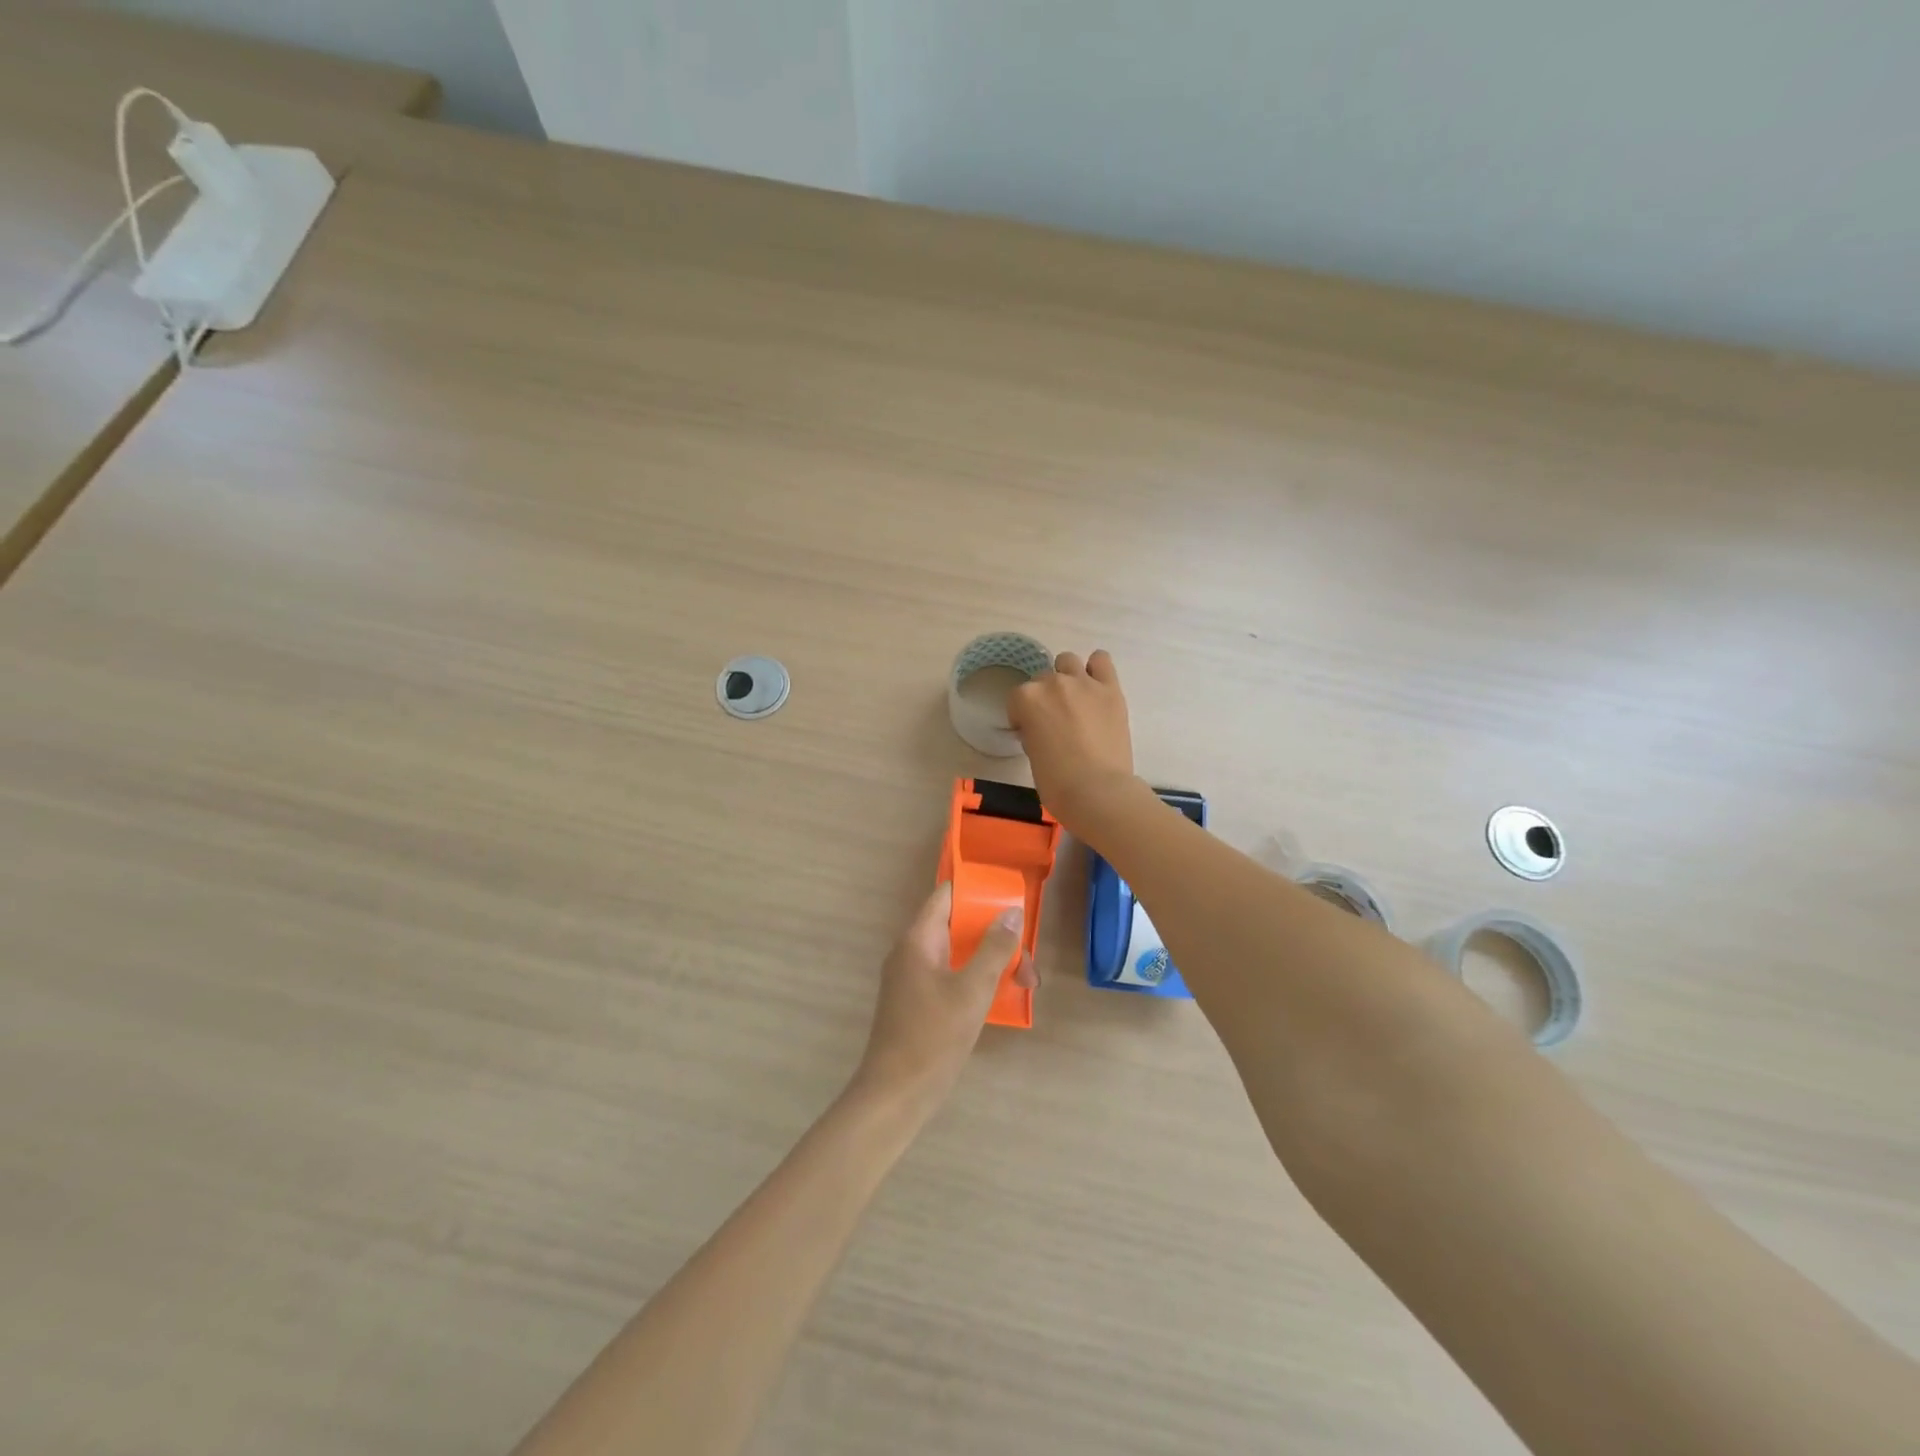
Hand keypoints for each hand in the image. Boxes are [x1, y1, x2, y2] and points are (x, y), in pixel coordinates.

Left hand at [853, 884, 1033, 1111]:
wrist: (895, 1094)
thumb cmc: (933, 1036)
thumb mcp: (972, 989)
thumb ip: (994, 948)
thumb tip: (1012, 912)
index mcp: (918, 939)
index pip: (946, 896)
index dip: (977, 891)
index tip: (1010, 900)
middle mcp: (911, 951)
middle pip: (956, 926)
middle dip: (993, 935)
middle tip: (1026, 958)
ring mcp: (911, 978)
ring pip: (956, 953)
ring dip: (989, 961)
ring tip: (1024, 982)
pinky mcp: (917, 1002)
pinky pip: (950, 975)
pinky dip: (975, 979)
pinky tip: (1000, 997)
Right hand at [1007, 650, 1137, 830]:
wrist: (1097, 791)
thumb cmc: (1056, 782)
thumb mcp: (1031, 753)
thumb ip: (1032, 730)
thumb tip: (1040, 727)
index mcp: (1026, 699)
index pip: (1017, 698)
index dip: (1022, 716)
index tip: (1030, 732)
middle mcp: (1052, 683)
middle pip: (1042, 680)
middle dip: (1045, 698)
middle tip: (1056, 721)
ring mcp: (1083, 683)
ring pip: (1068, 662)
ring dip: (1067, 677)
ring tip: (1075, 700)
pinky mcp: (1110, 688)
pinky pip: (1101, 660)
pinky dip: (1096, 669)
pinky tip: (1096, 686)